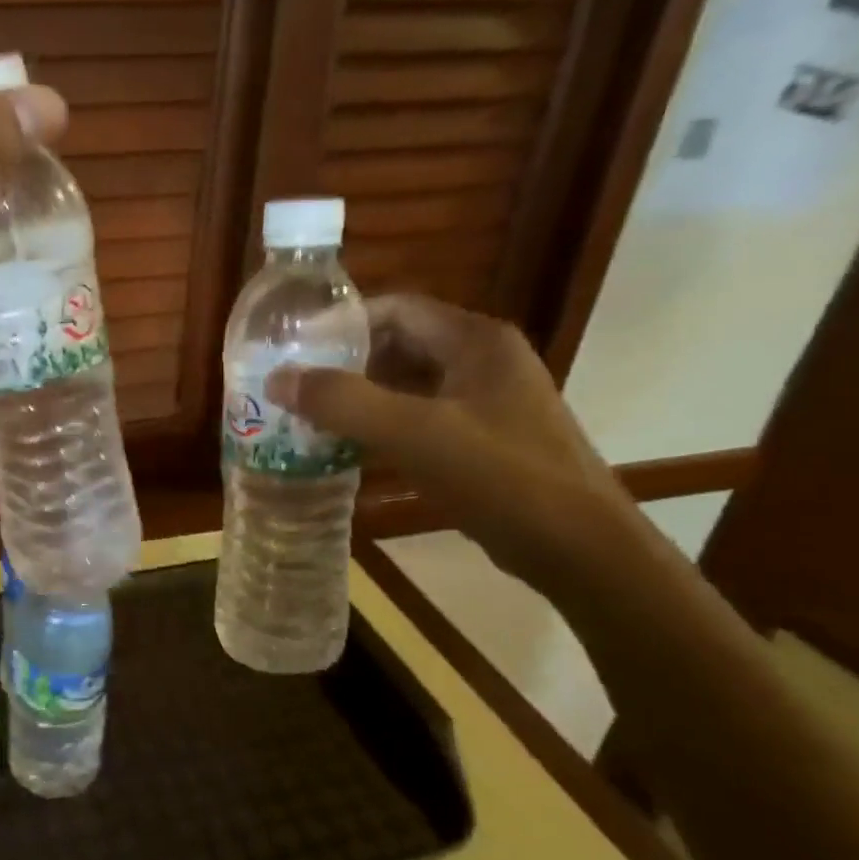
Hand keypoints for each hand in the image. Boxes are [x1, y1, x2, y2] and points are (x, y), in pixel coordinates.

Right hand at [266, 295, 640, 592]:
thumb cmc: (502, 478)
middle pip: (398, 344)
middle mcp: (482, 360)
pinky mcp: (483, 439)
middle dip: (344, 363)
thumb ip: (343, 402)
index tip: (293, 346)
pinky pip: (420, 418)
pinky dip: (382, 426)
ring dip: (359, 397)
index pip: (395, 308)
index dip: (341, 323)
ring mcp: (486, 401)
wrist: (581, 551)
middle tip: (294, 385)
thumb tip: (277, 379)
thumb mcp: (415, 434)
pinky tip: (348, 449)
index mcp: (475, 341)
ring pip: (407, 384)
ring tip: (308, 416)